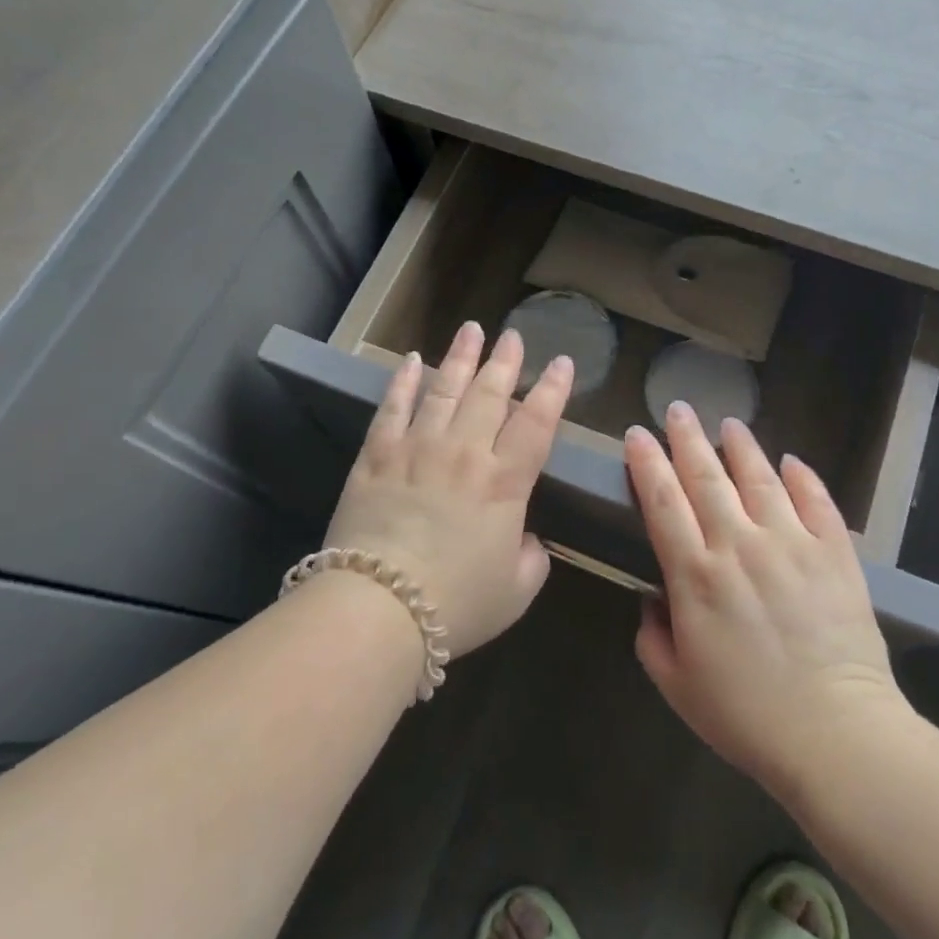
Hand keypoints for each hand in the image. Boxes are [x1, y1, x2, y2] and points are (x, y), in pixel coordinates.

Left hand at [325, 321, 573, 657]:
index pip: (537, 423)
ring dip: (460, 358)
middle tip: (514, 336)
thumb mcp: (516, 591)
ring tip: (472, 330)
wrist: (379, 608)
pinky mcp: (377, 457)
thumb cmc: (457, 604)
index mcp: (505, 482)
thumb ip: (532, 557)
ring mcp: (417, 449)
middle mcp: (465, 452)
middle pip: (490, 394)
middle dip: (505, 362)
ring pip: (444, 390)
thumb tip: (525, 537)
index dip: (552, 390)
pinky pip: (392, 408)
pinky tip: (410, 360)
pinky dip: (402, 382)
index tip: (561, 363)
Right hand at [627, 404, 917, 796]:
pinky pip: (816, 502)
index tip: (637, 434)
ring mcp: (791, 544)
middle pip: (706, 477)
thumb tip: (653, 600)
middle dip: (686, 438)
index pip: (662, 501)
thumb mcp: (677, 685)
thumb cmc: (747, 716)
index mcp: (695, 575)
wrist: (836, 735)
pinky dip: (803, 478)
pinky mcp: (834, 554)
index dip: (646, 463)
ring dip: (741, 447)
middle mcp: (739, 545)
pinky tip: (791, 461)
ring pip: (760, 479)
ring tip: (729, 424)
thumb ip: (653, 637)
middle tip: (677, 409)